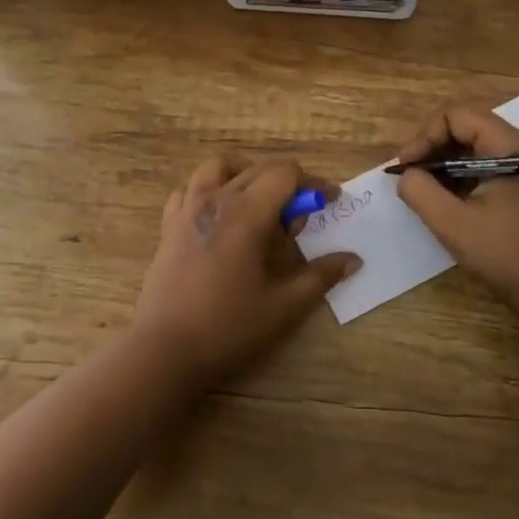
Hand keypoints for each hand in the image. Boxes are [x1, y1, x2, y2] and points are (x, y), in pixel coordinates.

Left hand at [135, 156, 360, 384]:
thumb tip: (353, 259)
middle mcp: (216, 200)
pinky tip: (219, 215)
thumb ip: (321, 276)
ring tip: (259, 202)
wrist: (165, 350)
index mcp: (247, 214)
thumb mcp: (284, 305)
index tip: (330, 202)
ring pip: (219, 167)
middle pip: (259, 169)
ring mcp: (187, 209)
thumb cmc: (228, 326)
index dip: (313, 183)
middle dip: (287, 185)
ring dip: (246, 174)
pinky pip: (189, 189)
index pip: (286, 174)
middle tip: (298, 222)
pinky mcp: (169, 226)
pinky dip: (209, 190)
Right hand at [394, 105, 518, 309]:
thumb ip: (421, 191)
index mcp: (512, 146)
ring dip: (444, 164)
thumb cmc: (506, 254)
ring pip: (473, 147)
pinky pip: (484, 165)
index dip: (426, 135)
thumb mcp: (453, 224)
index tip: (407, 167)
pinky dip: (460, 177)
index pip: (458, 115)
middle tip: (411, 178)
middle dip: (432, 148)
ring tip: (425, 192)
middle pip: (466, 127)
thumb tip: (407, 174)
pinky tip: (447, 202)